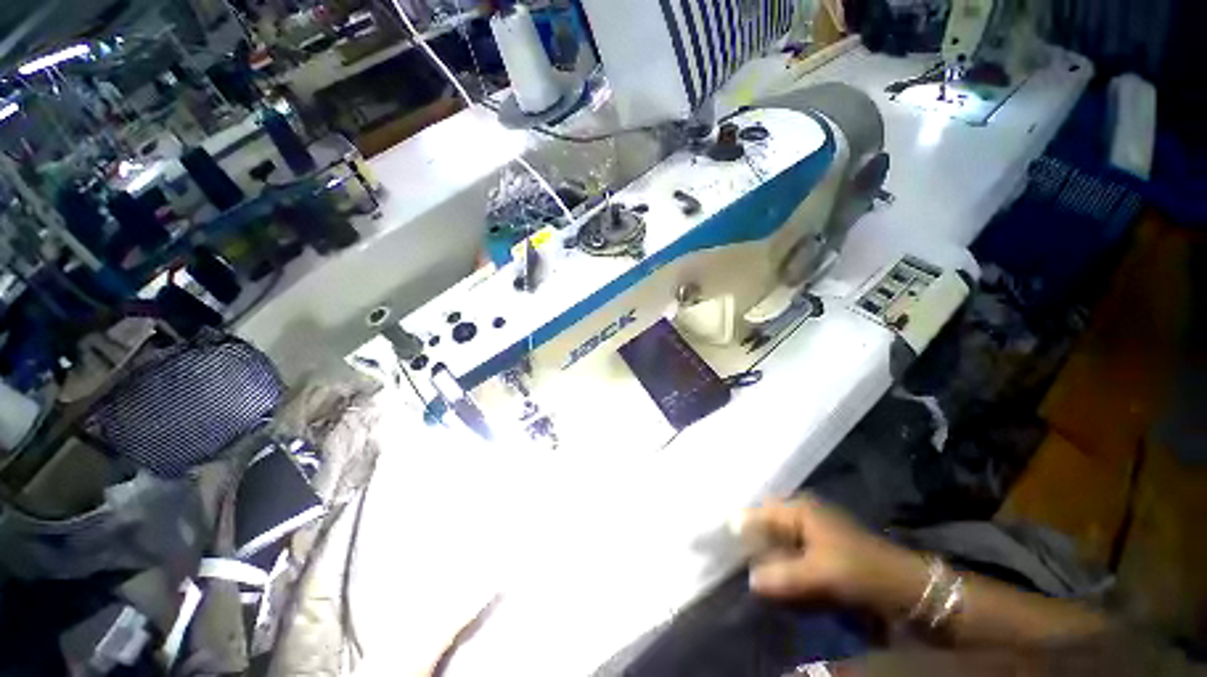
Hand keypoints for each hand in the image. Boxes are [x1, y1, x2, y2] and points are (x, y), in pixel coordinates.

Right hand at [738, 495, 928, 614]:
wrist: (905, 588)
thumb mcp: (818, 574)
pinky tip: (783, 587)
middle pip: (766, 529)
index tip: (720, 543)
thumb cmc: (859, 571)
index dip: (739, 527)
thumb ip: (781, 576)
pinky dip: (785, 573)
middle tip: (737, 566)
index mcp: (799, 509)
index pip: (758, 513)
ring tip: (759, 581)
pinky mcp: (822, 553)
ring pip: (779, 547)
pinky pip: (793, 561)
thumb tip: (749, 579)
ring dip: (769, 564)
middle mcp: (802, 515)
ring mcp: (813, 533)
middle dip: (753, 548)